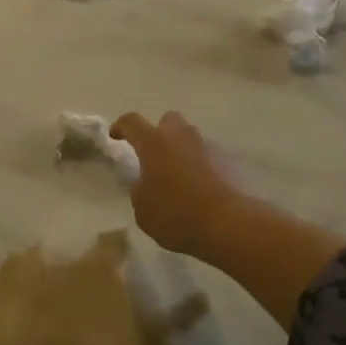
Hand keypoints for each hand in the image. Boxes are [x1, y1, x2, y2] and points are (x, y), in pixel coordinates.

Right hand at [110, 111, 250, 258]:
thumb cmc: (176, 214)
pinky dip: (202, 167)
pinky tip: (200, 190)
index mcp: (154, 143)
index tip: (116, 136)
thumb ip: (140, 190)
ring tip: (179, 178)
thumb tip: (146, 183)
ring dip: (183, 151)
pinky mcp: (229, 162)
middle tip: (155, 156)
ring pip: (191, 139)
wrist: (229, 224)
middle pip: (168, 120)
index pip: (132, 122)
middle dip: (160, 133)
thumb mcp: (143, 209)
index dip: (121, 126)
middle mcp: (181, 137)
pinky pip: (209, 157)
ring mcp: (208, 147)